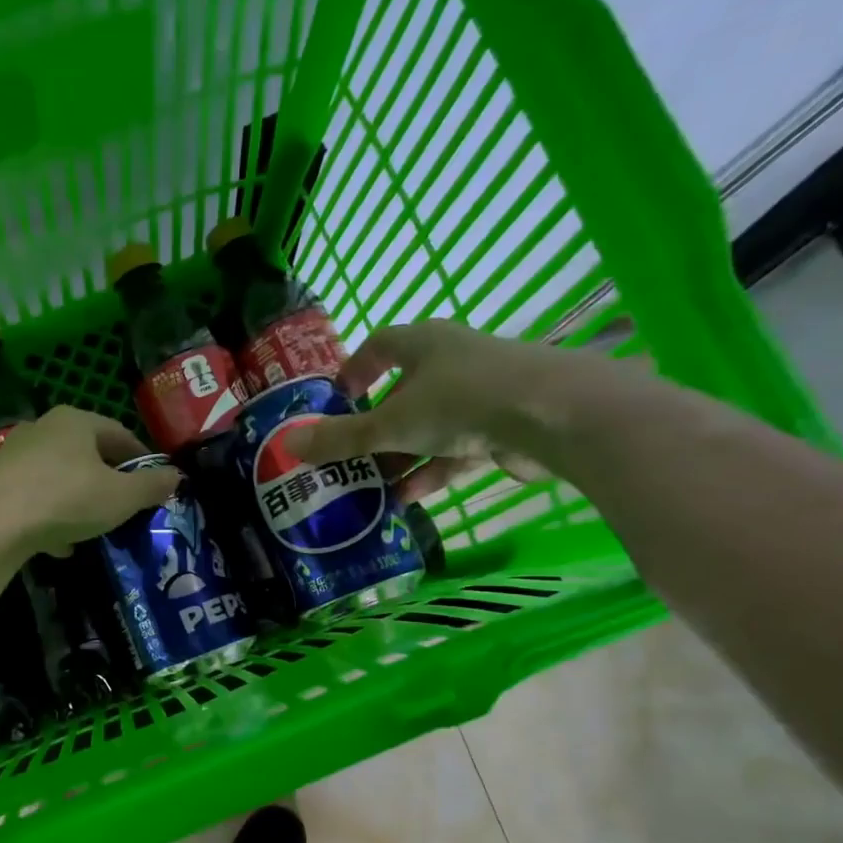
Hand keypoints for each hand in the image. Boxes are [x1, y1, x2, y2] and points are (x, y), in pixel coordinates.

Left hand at [0, 406, 179, 557]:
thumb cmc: (66, 499)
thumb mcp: (121, 497)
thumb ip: (151, 486)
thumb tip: (176, 476)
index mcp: (77, 421)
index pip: (120, 434)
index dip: (142, 459)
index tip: (154, 484)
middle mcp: (44, 428)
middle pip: (87, 454)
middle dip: (108, 482)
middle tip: (124, 509)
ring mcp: (15, 455)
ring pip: (59, 477)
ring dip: (79, 501)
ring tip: (93, 530)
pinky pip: (34, 498)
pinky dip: (51, 517)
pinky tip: (58, 545)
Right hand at [285, 319, 627, 494]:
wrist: (554, 416)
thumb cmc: (460, 402)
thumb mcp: (391, 423)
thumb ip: (341, 438)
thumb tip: (288, 445)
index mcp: (424, 343)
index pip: (380, 345)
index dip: (354, 370)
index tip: (336, 399)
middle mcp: (452, 362)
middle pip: (403, 392)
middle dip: (375, 428)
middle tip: (350, 457)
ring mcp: (481, 394)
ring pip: (429, 426)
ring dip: (401, 457)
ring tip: (373, 488)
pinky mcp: (503, 426)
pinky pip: (456, 449)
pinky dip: (432, 471)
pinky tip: (408, 498)